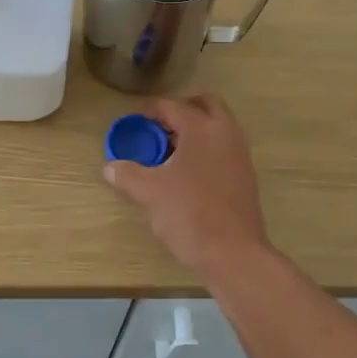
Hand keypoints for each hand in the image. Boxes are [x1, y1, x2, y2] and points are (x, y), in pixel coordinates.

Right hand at [103, 94, 273, 281]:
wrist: (232, 253)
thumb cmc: (188, 214)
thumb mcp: (149, 192)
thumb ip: (127, 174)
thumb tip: (110, 167)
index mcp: (202, 129)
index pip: (173, 106)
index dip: (151, 110)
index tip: (135, 118)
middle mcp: (226, 133)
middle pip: (206, 104)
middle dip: (182, 108)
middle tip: (160, 124)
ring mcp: (240, 154)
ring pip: (218, 126)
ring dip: (196, 128)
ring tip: (170, 149)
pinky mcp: (246, 176)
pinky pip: (224, 147)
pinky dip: (206, 148)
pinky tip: (187, 172)